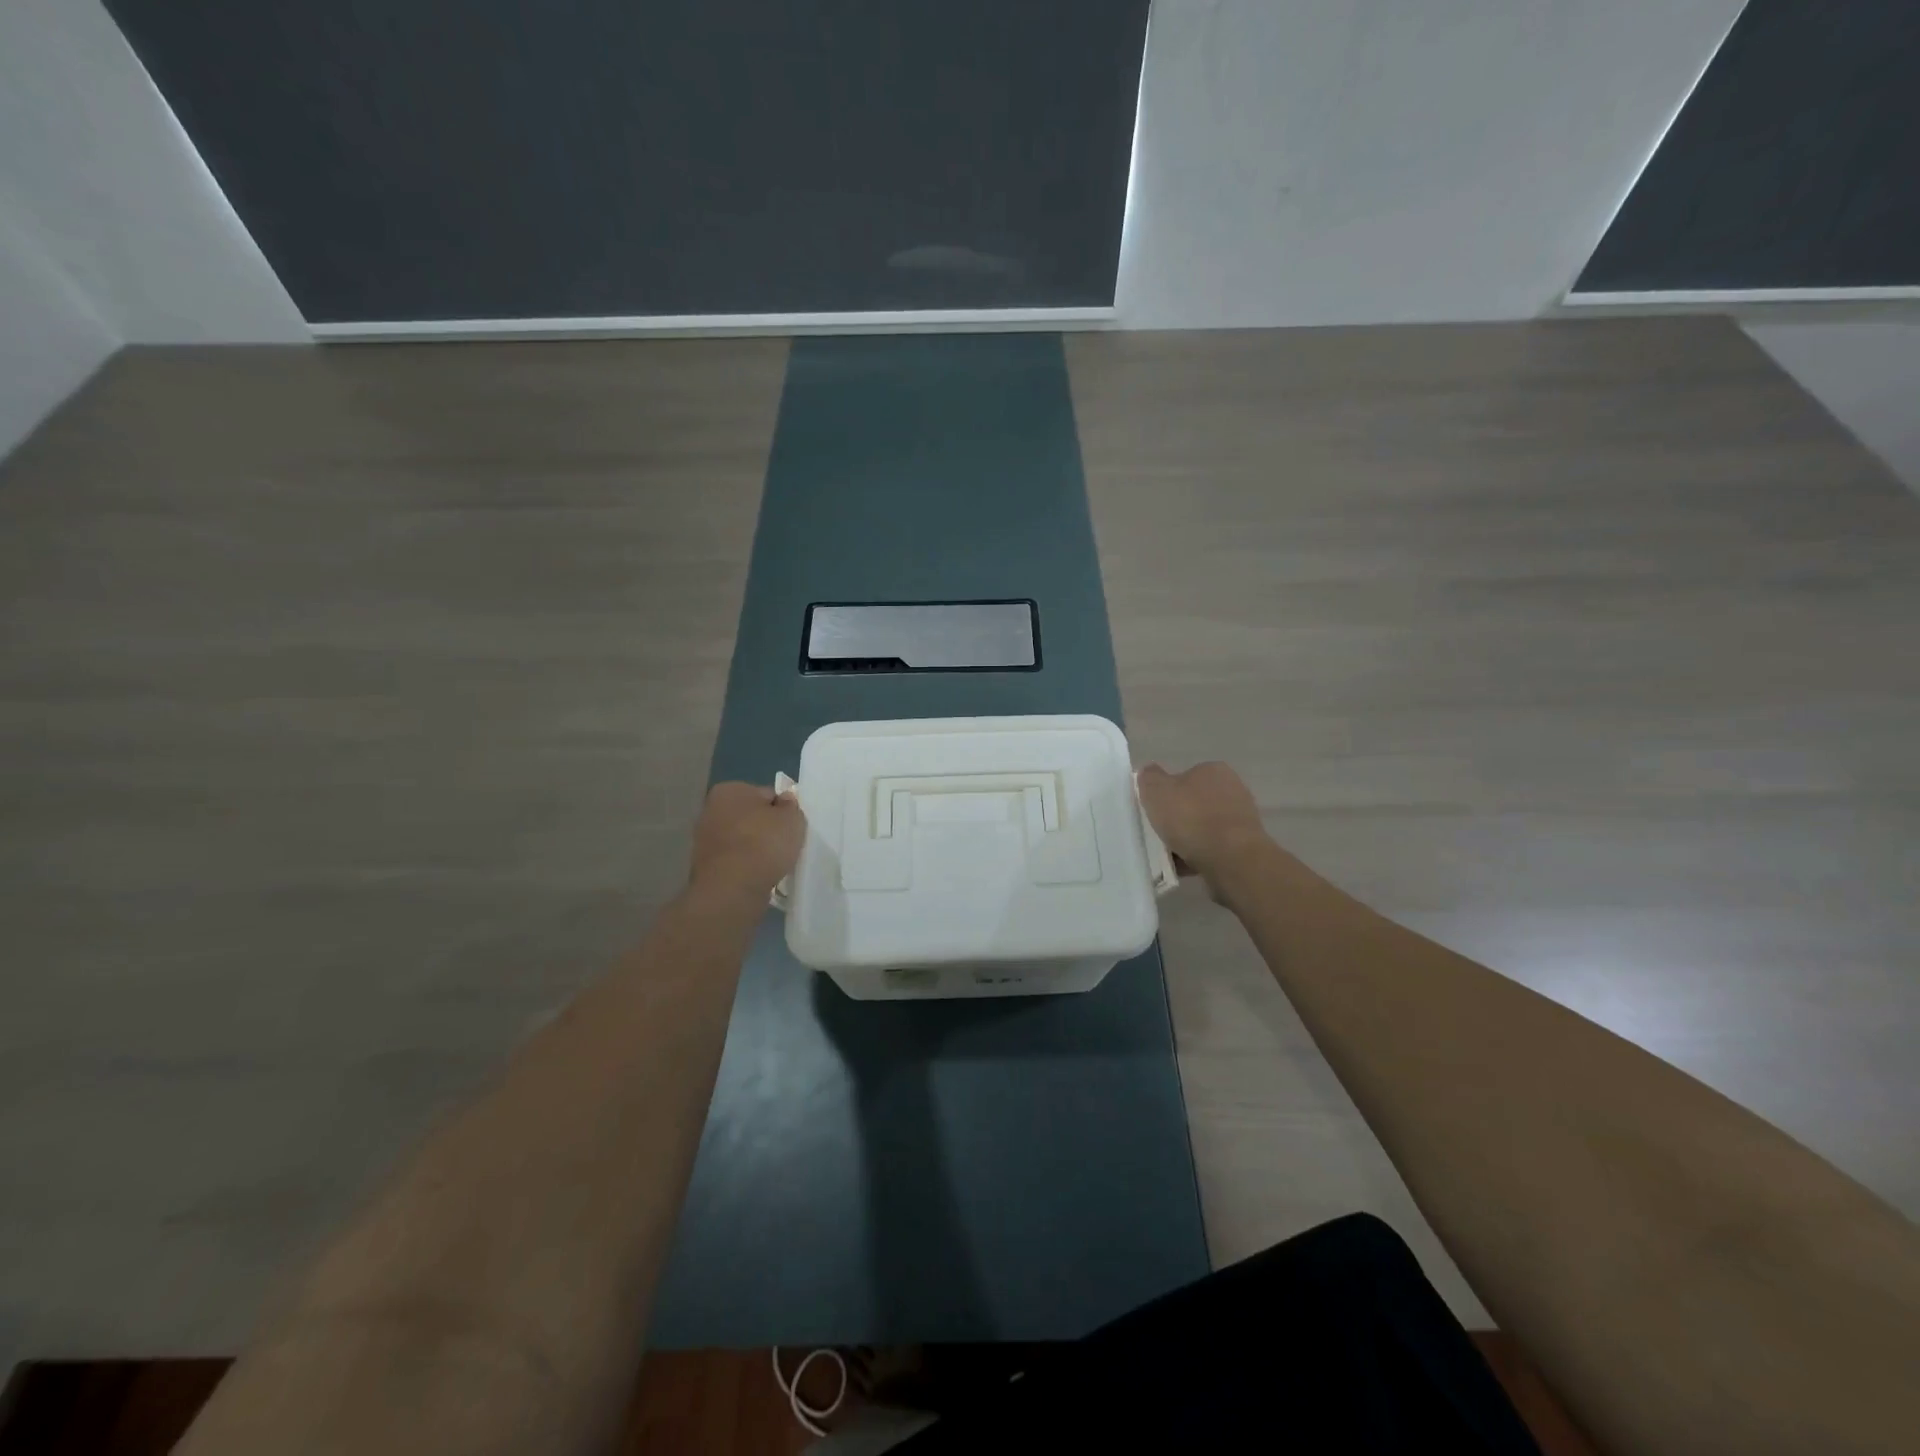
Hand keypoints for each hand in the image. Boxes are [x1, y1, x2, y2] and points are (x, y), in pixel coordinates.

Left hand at [688, 782, 804, 896]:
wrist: (732, 890)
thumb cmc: (763, 844)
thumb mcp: (792, 818)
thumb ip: (791, 806)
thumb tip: (783, 801)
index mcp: (729, 790)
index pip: (766, 795)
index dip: (782, 810)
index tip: (791, 827)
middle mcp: (710, 810)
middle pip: (751, 817)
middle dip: (766, 829)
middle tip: (785, 845)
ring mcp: (704, 840)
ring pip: (742, 840)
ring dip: (756, 849)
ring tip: (774, 864)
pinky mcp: (705, 867)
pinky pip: (735, 861)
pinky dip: (747, 867)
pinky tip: (759, 876)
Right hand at [1136, 761, 1269, 882]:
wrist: (1231, 860)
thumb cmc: (1191, 818)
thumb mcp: (1157, 791)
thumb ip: (1149, 778)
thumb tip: (1149, 772)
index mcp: (1213, 770)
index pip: (1185, 776)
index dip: (1167, 792)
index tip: (1155, 810)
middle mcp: (1233, 790)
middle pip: (1195, 803)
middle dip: (1178, 818)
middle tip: (1159, 832)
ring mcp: (1241, 819)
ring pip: (1204, 828)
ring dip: (1187, 839)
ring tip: (1169, 854)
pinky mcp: (1244, 846)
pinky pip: (1213, 849)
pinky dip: (1198, 856)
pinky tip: (1183, 866)